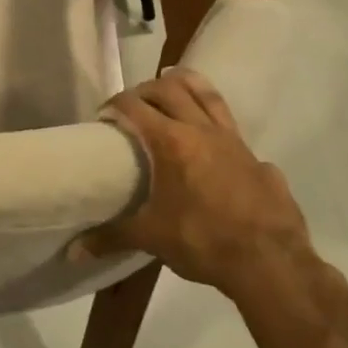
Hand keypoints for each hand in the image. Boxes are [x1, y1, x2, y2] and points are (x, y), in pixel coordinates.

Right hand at [73, 67, 312, 302]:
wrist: (272, 264)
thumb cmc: (203, 242)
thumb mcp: (152, 238)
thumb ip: (112, 237)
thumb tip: (75, 251)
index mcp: (171, 142)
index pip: (133, 106)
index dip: (114, 105)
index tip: (103, 117)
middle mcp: (201, 131)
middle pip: (169, 89)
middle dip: (145, 89)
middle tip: (132, 104)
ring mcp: (234, 141)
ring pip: (207, 95)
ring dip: (185, 85)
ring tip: (171, 83)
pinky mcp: (257, 158)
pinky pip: (232, 129)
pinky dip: (215, 125)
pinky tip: (211, 145)